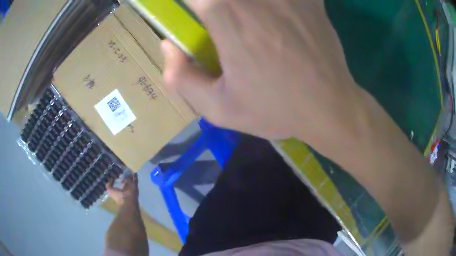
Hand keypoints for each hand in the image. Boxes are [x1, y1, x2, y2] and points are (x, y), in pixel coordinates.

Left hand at [106, 174, 138, 205]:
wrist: (127, 201)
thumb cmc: (118, 197)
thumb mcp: (110, 191)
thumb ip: (109, 185)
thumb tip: (109, 180)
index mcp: (120, 191)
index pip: (119, 185)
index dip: (118, 180)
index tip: (117, 175)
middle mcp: (126, 189)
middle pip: (125, 182)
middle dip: (125, 177)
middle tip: (123, 171)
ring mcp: (131, 187)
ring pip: (130, 181)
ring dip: (130, 176)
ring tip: (129, 170)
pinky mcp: (135, 186)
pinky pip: (135, 180)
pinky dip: (135, 177)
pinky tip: (134, 172)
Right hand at [162, 0, 364, 152]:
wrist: (329, 107)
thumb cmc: (276, 109)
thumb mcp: (219, 108)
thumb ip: (181, 78)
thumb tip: (167, 46)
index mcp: (227, 17)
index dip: (191, 2)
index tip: (195, 13)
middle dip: (215, 5)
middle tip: (218, 19)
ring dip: (243, 5)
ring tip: (248, 23)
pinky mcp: (311, 1)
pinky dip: (281, 2)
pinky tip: (278, 12)